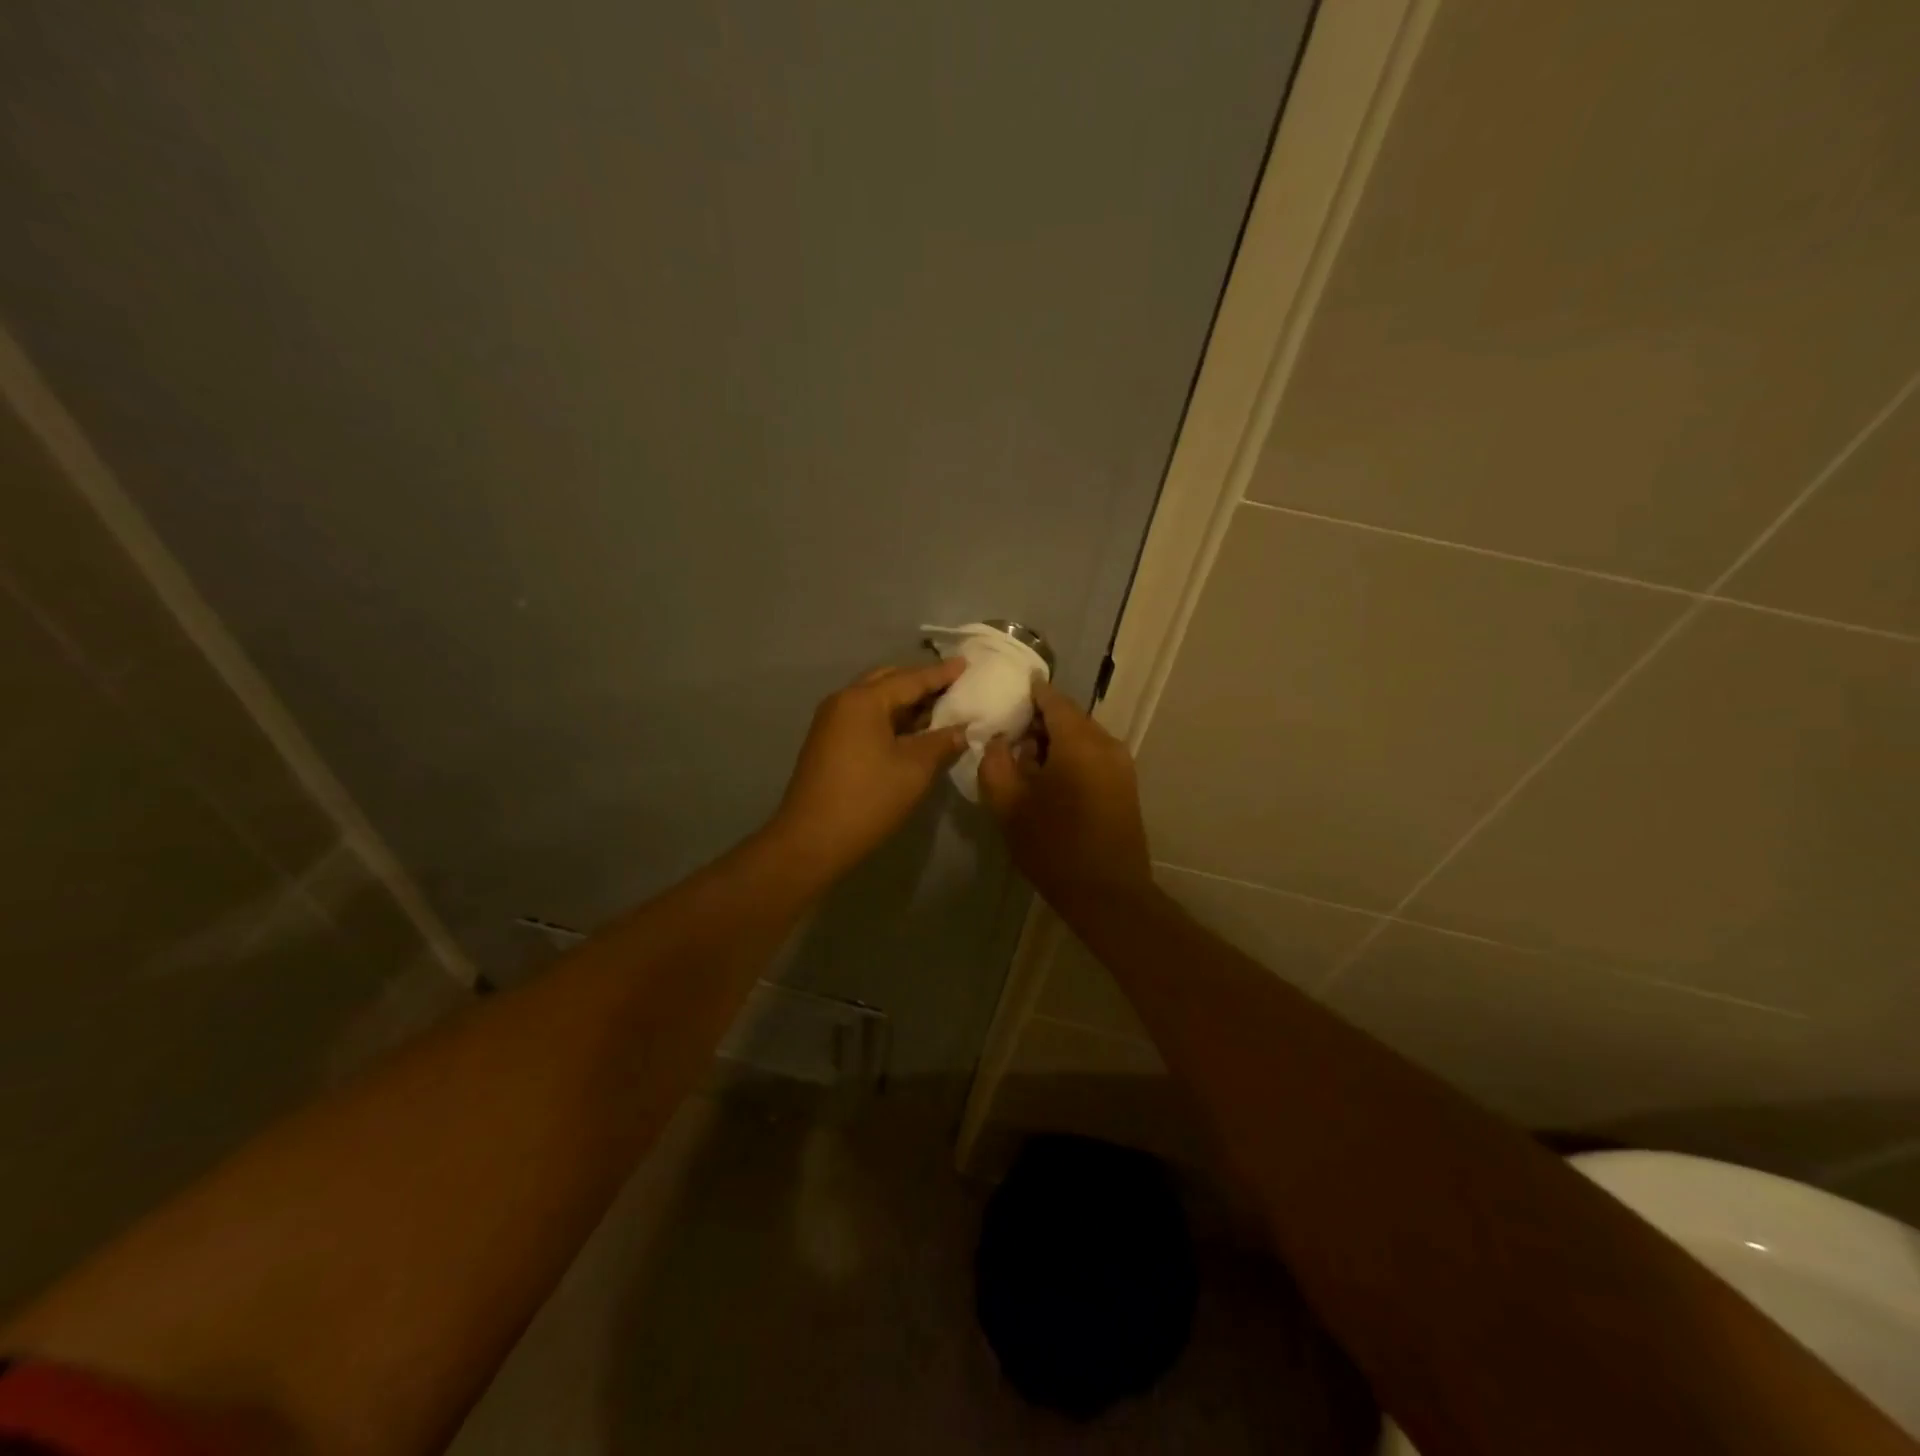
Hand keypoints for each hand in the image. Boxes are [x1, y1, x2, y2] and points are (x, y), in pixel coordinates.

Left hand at [770, 659, 968, 875]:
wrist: (812, 841)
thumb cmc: (868, 799)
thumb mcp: (915, 769)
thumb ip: (942, 742)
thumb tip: (962, 729)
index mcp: (864, 700)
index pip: (911, 679)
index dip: (941, 674)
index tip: (967, 664)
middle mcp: (843, 701)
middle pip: (888, 682)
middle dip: (920, 684)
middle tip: (953, 688)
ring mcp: (831, 723)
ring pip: (875, 701)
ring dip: (905, 704)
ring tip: (938, 709)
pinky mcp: (828, 743)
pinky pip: (865, 719)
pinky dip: (890, 720)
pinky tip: (912, 733)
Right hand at [978, 678, 1152, 907]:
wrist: (1108, 894)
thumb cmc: (1054, 847)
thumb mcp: (1009, 806)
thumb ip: (996, 763)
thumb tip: (999, 740)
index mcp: (1079, 741)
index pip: (1053, 699)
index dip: (1030, 692)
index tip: (1009, 690)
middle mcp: (1106, 743)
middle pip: (1070, 717)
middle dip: (1040, 720)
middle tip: (1009, 732)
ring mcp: (1121, 764)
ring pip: (1083, 737)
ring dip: (1056, 741)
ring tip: (1026, 760)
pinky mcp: (1126, 784)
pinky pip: (1094, 755)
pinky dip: (1071, 756)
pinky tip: (1050, 779)